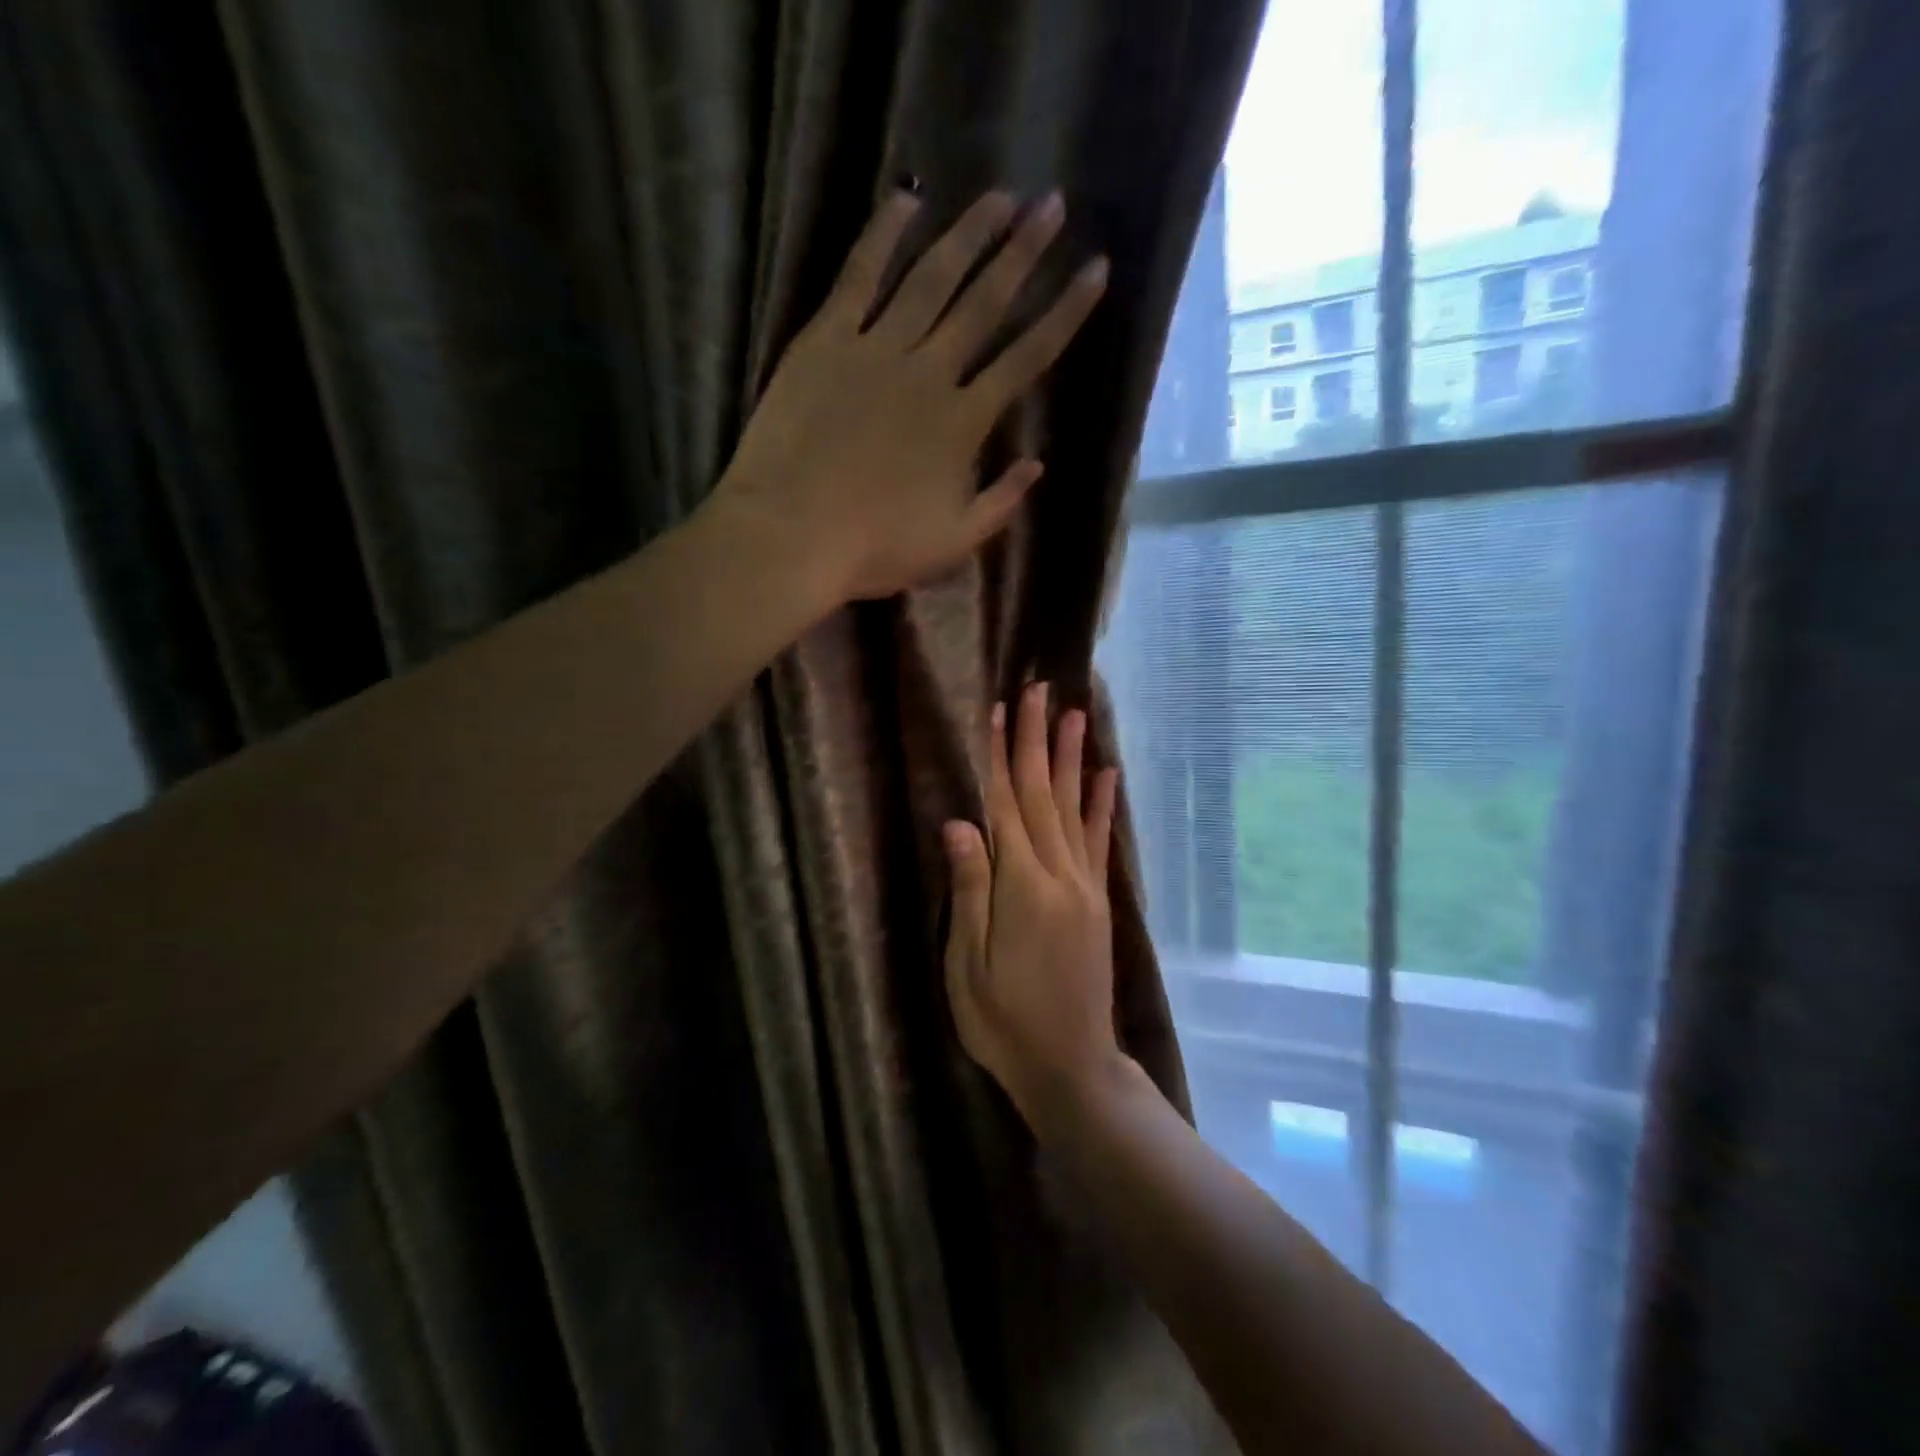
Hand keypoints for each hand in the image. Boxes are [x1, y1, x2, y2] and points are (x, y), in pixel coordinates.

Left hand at [712, 189, 1108, 601]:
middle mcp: (929, 373)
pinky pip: (857, 277)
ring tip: (998, 196)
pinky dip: (881, 237)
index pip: (1027, 358)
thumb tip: (1037, 463)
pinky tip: (905, 200)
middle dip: (1023, 253)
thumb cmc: (875, 549)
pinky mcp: (824, 341)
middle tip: (1052, 203)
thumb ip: (1000, 503)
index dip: (1064, 313)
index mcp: (963, 423)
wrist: (792, 535)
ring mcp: (875, 350)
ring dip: (967, 235)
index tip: (1095, 269)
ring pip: (930, 280)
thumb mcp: (952, 543)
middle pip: (985, 303)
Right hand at [943, 682, 1129, 1137]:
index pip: (1006, 805)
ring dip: (1072, 757)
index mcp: (1020, 888)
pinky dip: (1101, 803)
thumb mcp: (967, 966)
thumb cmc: (1003, 1021)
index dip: (1000, 755)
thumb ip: (969, 890)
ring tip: (1075, 714)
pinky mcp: (1099, 900)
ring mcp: (1084, 886)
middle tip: (1040, 689)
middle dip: (1037, 739)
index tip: (1000, 709)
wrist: (1072, 1066)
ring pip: (1073, 807)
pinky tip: (1106, 774)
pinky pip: (1098, 840)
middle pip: (1043, 793)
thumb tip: (959, 822)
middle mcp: (1059, 875)